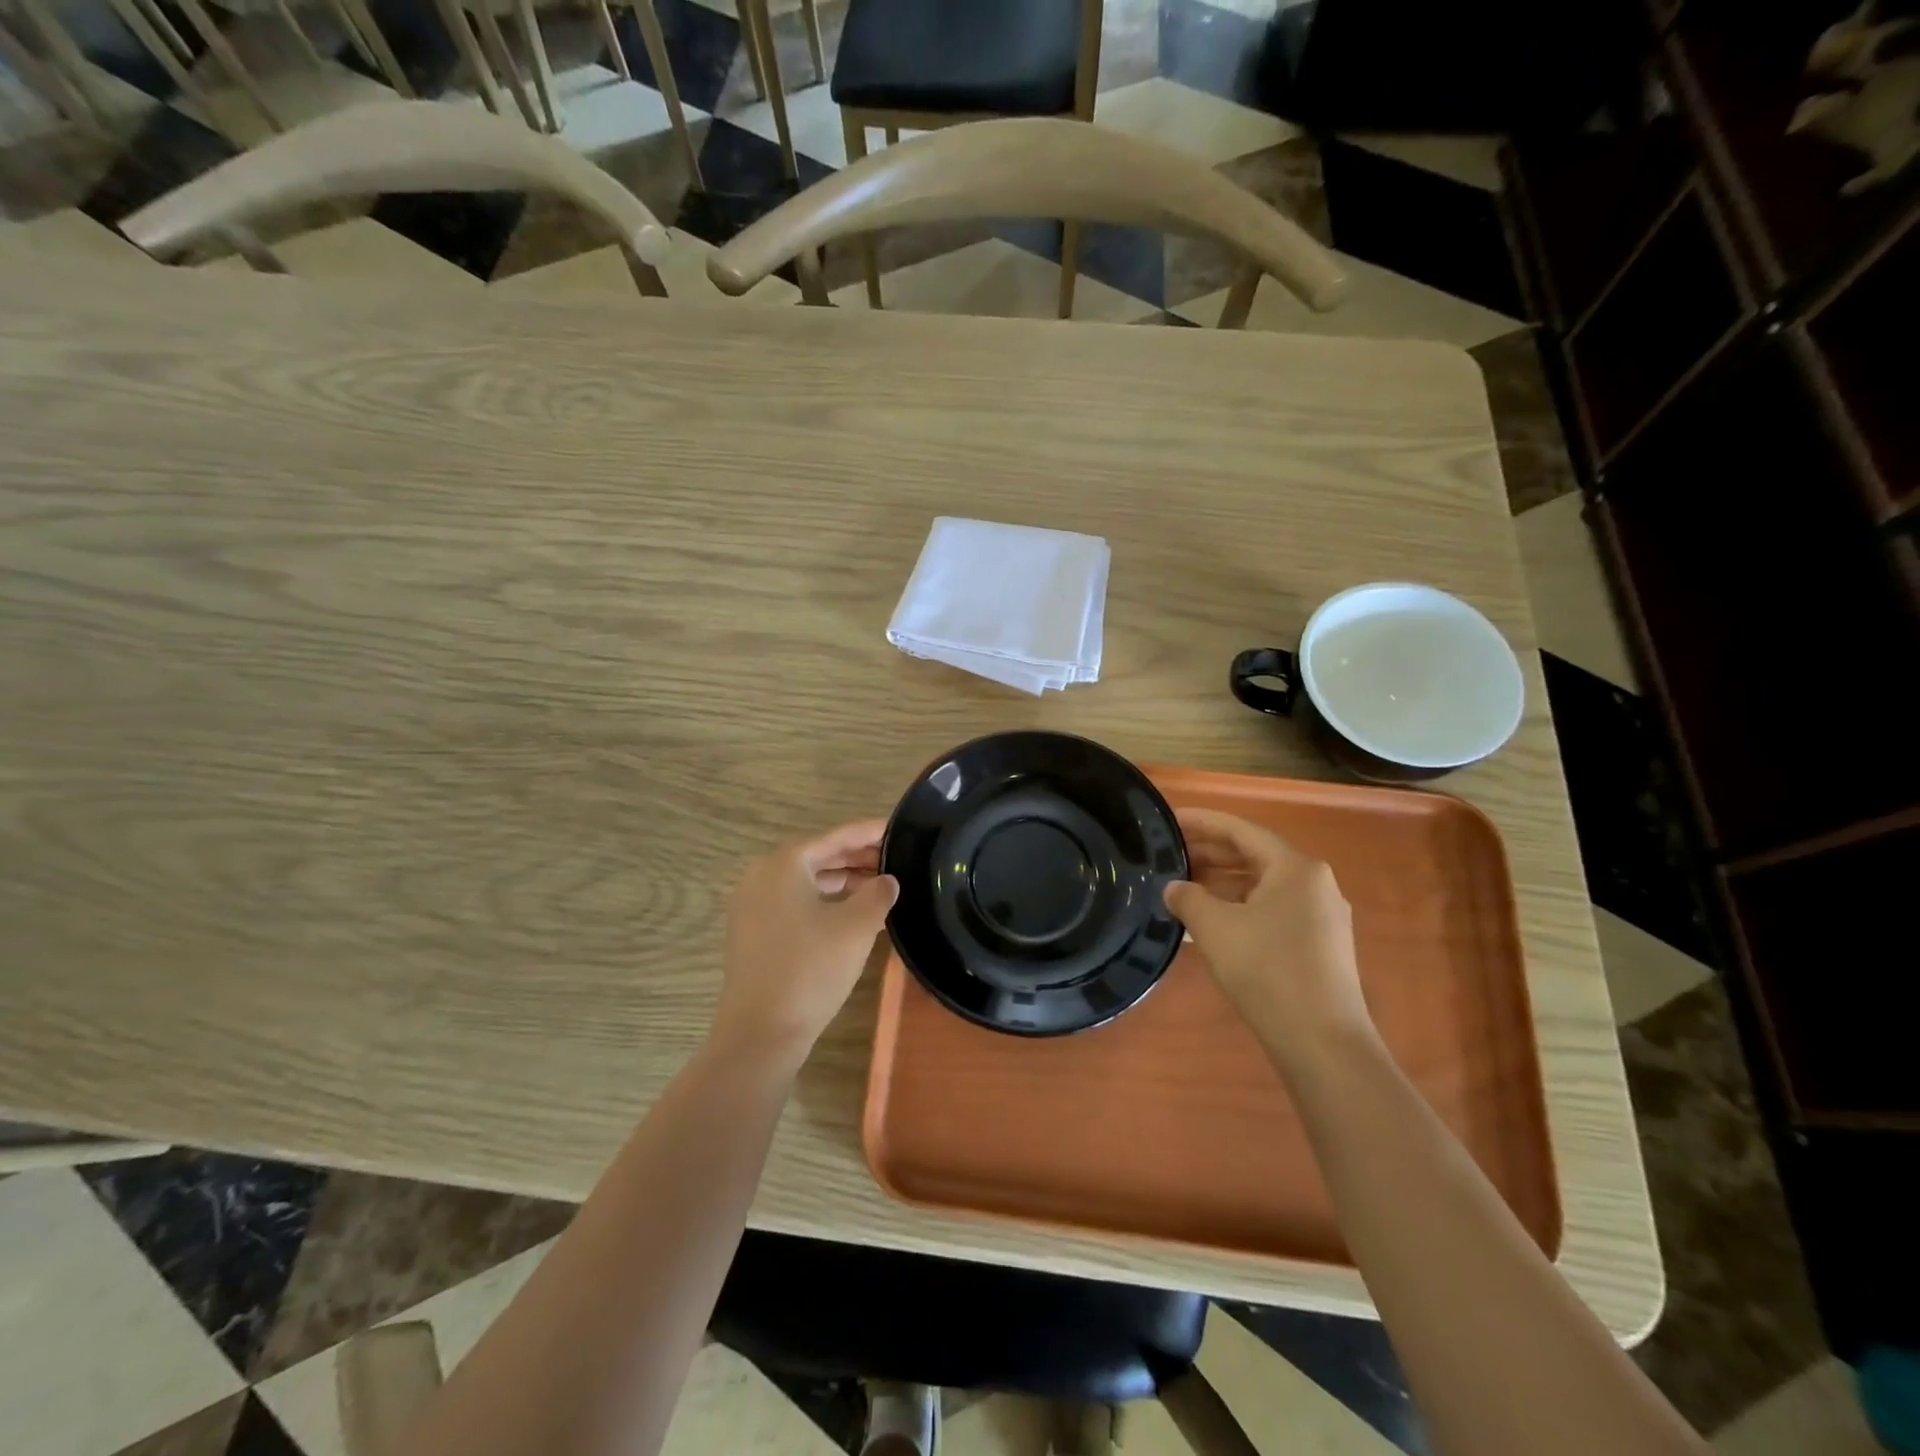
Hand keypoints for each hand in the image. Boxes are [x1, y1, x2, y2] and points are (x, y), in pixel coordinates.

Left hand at [713, 819, 898, 1065]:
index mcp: (785, 863)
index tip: (898, 828)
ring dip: (843, 881)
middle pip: (819, 856)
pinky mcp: (753, 932)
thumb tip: (887, 881)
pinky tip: (853, 914)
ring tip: (881, 886)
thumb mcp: (856, 927)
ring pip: (807, 881)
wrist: (760, 1032)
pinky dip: (824, 901)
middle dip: (857, 857)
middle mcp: (763, 875)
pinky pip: (795, 902)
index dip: (870, 832)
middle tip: (896, 859)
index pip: (836, 836)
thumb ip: (878, 894)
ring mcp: (753, 905)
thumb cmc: (811, 969)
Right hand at [1164, 808, 1372, 1064]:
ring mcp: (1322, 917)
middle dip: (1211, 853)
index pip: (1241, 830)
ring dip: (1223, 882)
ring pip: (1263, 885)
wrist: (1322, 1042)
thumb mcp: (1214, 927)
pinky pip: (1273, 911)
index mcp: (1295, 867)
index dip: (1202, 822)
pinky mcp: (1320, 946)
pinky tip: (1212, 921)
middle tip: (1170, 854)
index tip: (1170, 820)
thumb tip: (1174, 888)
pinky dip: (1240, 907)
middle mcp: (1315, 884)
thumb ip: (1188, 897)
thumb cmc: (1267, 970)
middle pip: (1254, 855)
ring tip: (1184, 886)